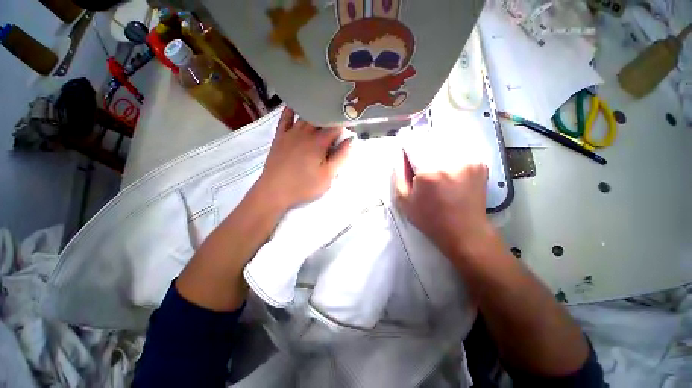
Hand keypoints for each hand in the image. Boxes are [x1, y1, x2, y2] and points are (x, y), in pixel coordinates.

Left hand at [254, 107, 351, 210]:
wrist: (274, 192)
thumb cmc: (304, 186)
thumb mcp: (328, 175)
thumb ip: (341, 157)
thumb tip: (351, 140)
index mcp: (318, 142)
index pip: (336, 127)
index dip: (345, 125)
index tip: (351, 127)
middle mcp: (305, 133)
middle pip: (321, 119)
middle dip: (332, 118)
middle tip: (339, 122)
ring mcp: (290, 133)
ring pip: (305, 116)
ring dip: (316, 113)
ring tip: (324, 111)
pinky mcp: (280, 137)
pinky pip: (285, 119)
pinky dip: (291, 111)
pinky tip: (295, 106)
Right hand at [393, 149, 491, 258]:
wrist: (465, 231)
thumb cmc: (430, 219)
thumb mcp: (404, 202)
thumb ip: (399, 177)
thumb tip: (401, 158)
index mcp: (428, 173)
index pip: (413, 146)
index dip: (408, 150)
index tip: (408, 160)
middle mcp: (449, 162)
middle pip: (429, 143)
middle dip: (422, 152)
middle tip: (422, 170)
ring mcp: (467, 161)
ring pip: (445, 146)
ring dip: (437, 154)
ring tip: (437, 174)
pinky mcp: (479, 164)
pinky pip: (458, 153)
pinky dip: (451, 158)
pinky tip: (450, 173)